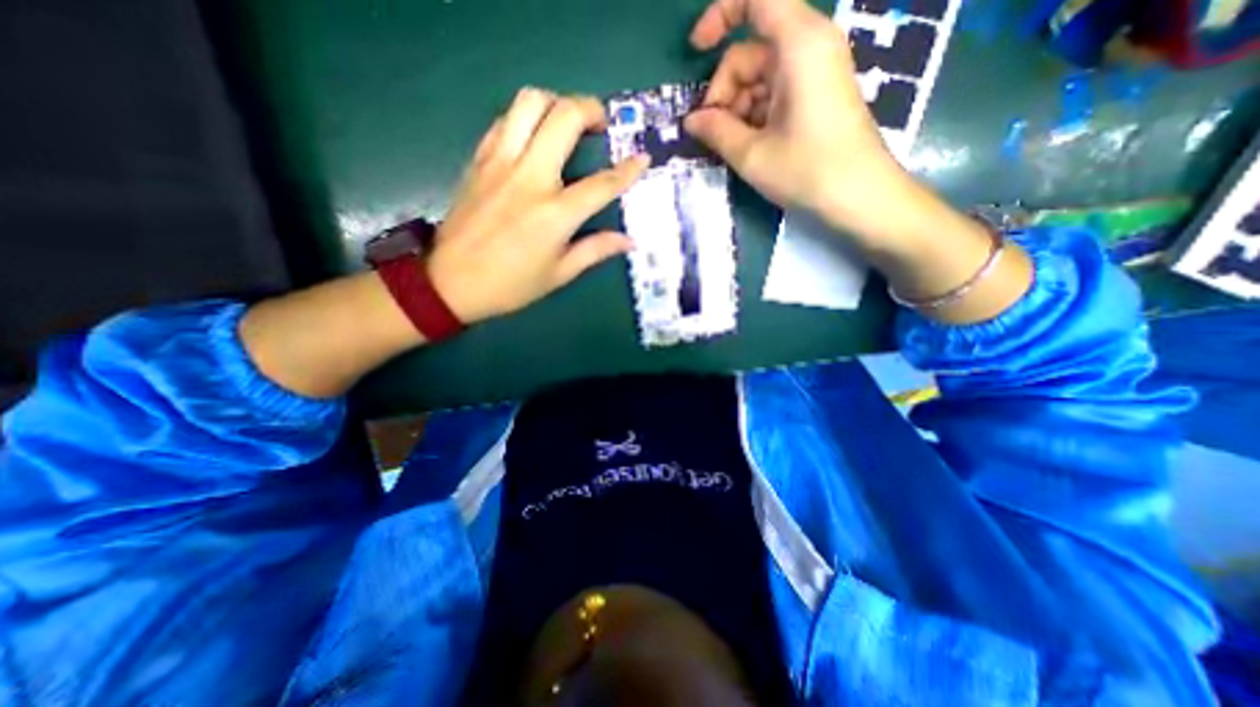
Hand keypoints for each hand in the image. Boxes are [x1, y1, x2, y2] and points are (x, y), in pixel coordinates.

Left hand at [431, 84, 648, 325]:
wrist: (449, 282)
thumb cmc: (510, 285)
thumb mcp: (559, 274)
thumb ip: (595, 250)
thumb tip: (629, 241)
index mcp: (555, 214)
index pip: (601, 183)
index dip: (628, 170)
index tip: (642, 158)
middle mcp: (529, 178)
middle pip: (564, 117)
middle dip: (591, 110)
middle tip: (600, 125)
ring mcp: (500, 163)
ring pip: (529, 102)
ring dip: (556, 103)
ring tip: (567, 123)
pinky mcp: (479, 159)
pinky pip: (505, 120)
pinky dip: (526, 118)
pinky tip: (534, 138)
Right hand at [686, 1, 910, 236]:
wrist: (860, 196)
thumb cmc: (807, 171)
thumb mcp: (752, 154)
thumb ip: (716, 131)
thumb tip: (691, 120)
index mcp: (799, 44)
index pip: (756, 0)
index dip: (720, 16)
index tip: (696, 51)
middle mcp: (811, 46)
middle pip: (751, 51)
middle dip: (725, 90)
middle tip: (713, 132)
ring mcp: (816, 71)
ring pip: (761, 76)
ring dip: (738, 108)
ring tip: (734, 145)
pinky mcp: (818, 94)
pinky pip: (776, 91)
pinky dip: (756, 114)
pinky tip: (751, 144)